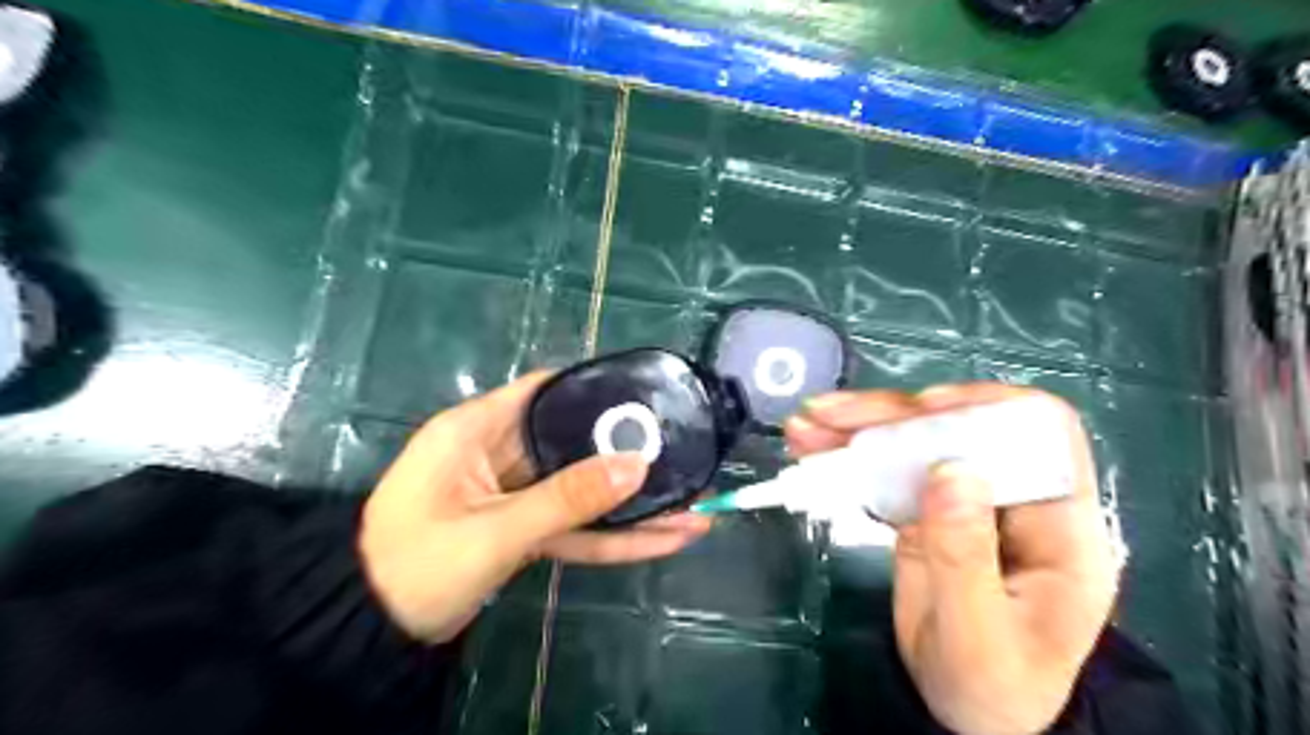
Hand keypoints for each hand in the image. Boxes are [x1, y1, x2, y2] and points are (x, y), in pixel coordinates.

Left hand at [356, 373, 712, 642]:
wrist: (370, 634)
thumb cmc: (416, 565)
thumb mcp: (494, 531)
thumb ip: (567, 498)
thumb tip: (636, 464)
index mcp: (476, 430)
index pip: (544, 390)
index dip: (594, 387)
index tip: (646, 394)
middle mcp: (498, 454)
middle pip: (573, 443)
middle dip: (627, 454)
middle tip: (685, 453)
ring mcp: (514, 496)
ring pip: (581, 491)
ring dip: (631, 506)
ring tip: (693, 507)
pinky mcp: (523, 531)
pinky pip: (575, 527)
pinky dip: (614, 538)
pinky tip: (663, 540)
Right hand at [782, 384, 1119, 734]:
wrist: (968, 712)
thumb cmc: (993, 686)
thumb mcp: (980, 636)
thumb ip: (966, 555)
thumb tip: (950, 468)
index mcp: (1059, 525)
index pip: (1040, 433)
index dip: (986, 408)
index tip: (924, 410)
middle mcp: (1011, 496)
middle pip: (959, 426)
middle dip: (893, 415)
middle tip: (831, 416)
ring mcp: (964, 499)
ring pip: (914, 442)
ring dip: (857, 428)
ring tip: (805, 426)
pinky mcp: (925, 509)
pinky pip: (885, 471)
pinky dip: (845, 456)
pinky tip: (810, 445)